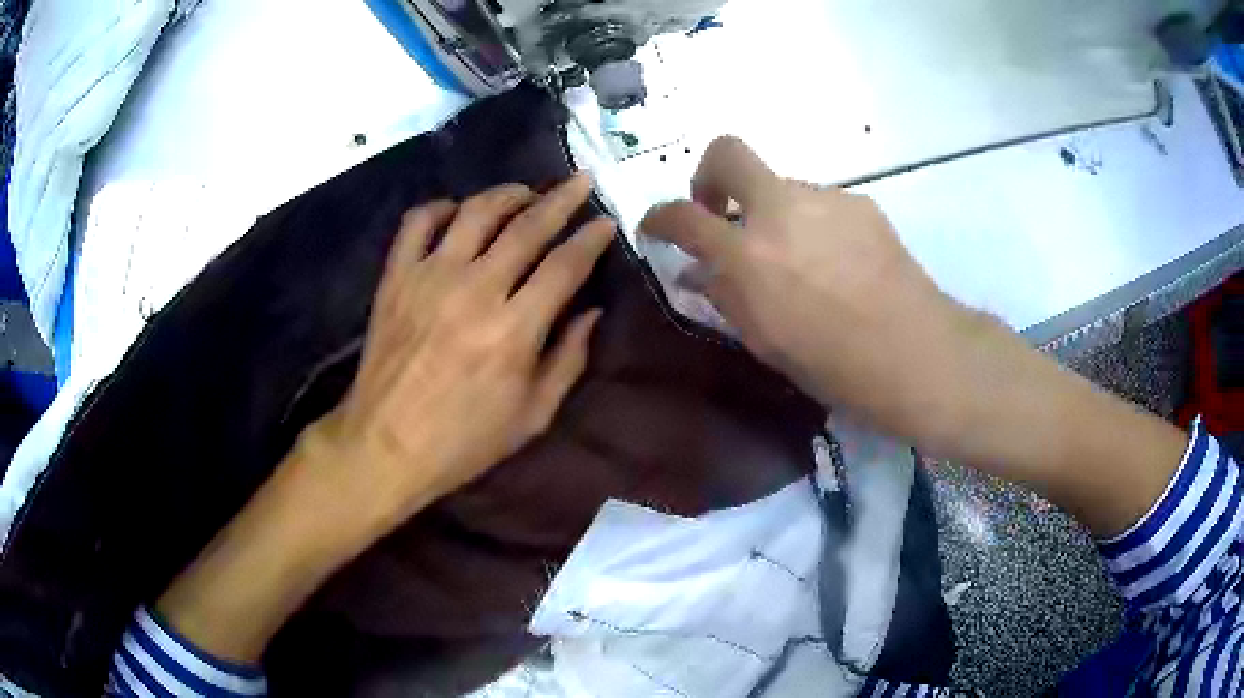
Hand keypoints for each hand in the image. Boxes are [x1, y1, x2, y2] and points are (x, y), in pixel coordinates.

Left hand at [158, 175, 613, 661]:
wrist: (385, 445)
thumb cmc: (463, 440)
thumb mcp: (532, 416)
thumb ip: (568, 360)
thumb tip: (592, 312)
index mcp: (514, 331)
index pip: (565, 265)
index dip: (591, 238)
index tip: (605, 221)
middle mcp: (474, 291)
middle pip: (527, 226)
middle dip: (561, 198)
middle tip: (580, 180)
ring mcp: (429, 277)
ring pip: (476, 211)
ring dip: (507, 193)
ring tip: (526, 193)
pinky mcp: (396, 276)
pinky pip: (418, 222)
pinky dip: (441, 207)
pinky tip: (458, 212)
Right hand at [641, 137, 1186, 537]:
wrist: (923, 356)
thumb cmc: (839, 368)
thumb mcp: (768, 343)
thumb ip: (725, 298)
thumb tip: (696, 272)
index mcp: (750, 255)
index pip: (682, 214)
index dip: (659, 217)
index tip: (657, 227)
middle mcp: (782, 210)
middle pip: (728, 151)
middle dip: (710, 176)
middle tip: (721, 214)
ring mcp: (825, 199)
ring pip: (779, 185)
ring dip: (769, 211)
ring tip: (794, 262)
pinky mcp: (859, 203)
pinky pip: (817, 202)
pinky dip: (807, 223)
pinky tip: (833, 264)